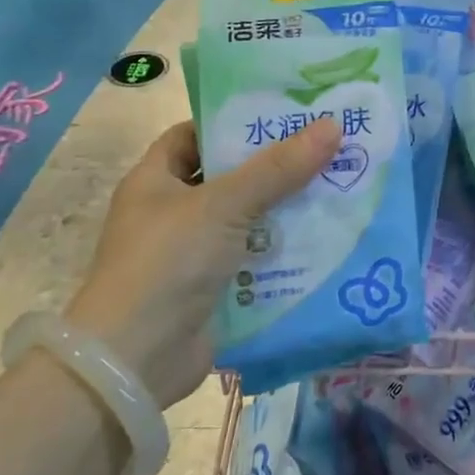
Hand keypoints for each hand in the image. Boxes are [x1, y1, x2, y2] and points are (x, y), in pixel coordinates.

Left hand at [65, 116, 340, 405]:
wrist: (136, 361)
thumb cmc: (168, 262)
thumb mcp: (224, 204)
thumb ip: (278, 168)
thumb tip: (332, 126)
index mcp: (155, 180)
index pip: (194, 135)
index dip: (233, 122)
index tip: (282, 113)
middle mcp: (171, 213)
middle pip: (229, 177)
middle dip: (274, 166)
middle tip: (326, 146)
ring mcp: (192, 253)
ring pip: (248, 219)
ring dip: (286, 209)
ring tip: (338, 185)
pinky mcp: (214, 288)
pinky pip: (255, 258)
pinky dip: (284, 250)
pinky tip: (326, 237)